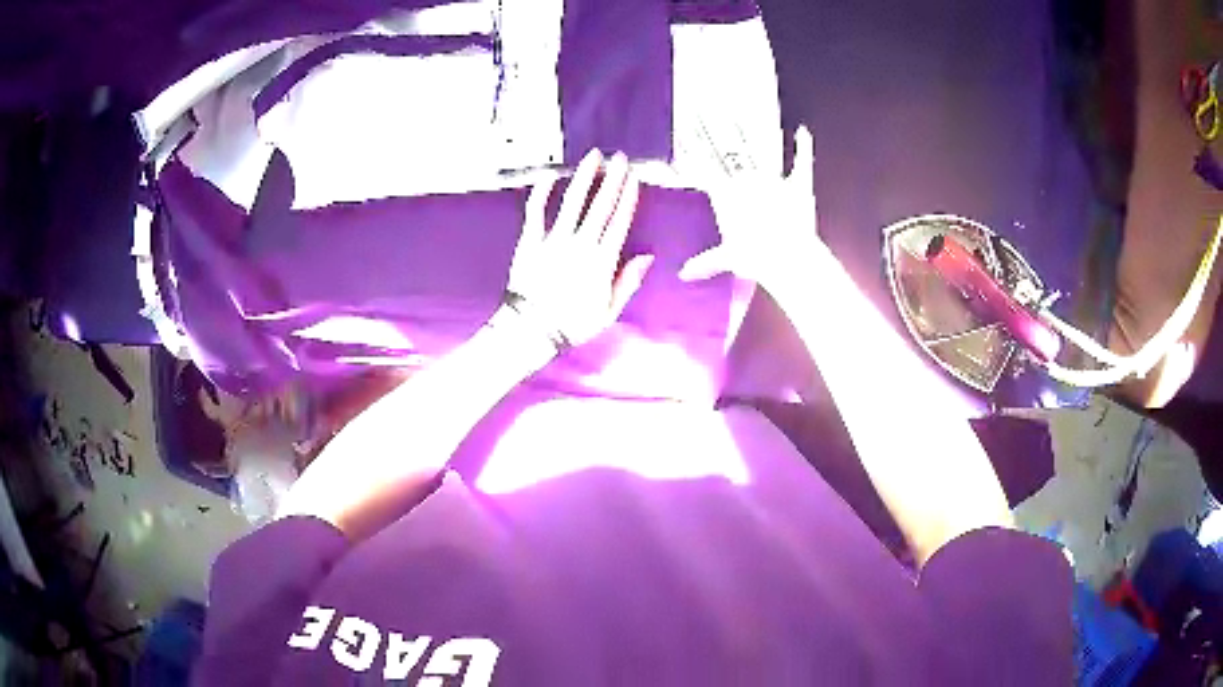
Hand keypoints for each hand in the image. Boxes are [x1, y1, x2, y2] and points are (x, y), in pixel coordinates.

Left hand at [505, 149, 654, 347]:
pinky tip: (551, 176)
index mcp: (602, 261)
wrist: (532, 331)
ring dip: (584, 177)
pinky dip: (543, 192)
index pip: (619, 222)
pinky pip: (536, 212)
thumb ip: (628, 281)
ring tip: (593, 157)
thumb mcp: (609, 310)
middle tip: (620, 158)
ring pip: (573, 202)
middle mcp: (580, 245)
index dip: (628, 198)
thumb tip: (647, 257)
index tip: (633, 179)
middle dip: (612, 179)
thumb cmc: (572, 325)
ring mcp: (554, 240)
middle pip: (601, 206)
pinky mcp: (530, 242)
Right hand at [678, 126, 820, 288]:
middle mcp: (747, 180)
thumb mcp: (728, 258)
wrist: (788, 257)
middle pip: (729, 152)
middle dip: (715, 132)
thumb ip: (706, 262)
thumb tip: (683, 274)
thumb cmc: (755, 258)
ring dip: (751, 133)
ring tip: (742, 115)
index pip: (705, 168)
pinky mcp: (799, 184)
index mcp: (727, 194)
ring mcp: (774, 179)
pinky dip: (803, 147)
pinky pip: (801, 162)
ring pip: (760, 150)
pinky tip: (803, 131)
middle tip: (705, 114)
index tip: (684, 136)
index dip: (693, 151)